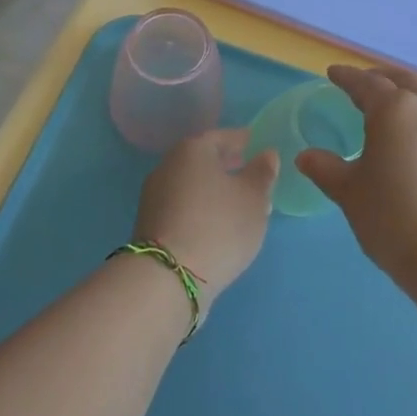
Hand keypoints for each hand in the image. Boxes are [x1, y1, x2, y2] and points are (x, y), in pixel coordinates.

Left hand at [133, 129, 279, 299]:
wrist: (167, 279)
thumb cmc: (218, 226)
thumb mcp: (253, 198)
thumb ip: (262, 173)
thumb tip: (266, 154)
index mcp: (192, 149)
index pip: (221, 136)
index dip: (241, 140)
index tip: (256, 144)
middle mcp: (168, 166)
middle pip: (203, 160)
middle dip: (228, 165)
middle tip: (250, 173)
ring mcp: (154, 197)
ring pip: (192, 185)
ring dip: (214, 190)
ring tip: (239, 204)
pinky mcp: (150, 226)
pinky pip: (183, 207)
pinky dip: (201, 209)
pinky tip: (217, 226)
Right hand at [299, 65, 416, 281]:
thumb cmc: (393, 218)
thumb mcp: (351, 193)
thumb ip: (326, 169)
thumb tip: (305, 157)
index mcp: (394, 109)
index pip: (365, 83)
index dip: (347, 77)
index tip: (333, 73)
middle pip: (401, 80)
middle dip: (379, 78)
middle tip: (361, 84)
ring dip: (405, 93)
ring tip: (390, 107)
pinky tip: (416, 134)